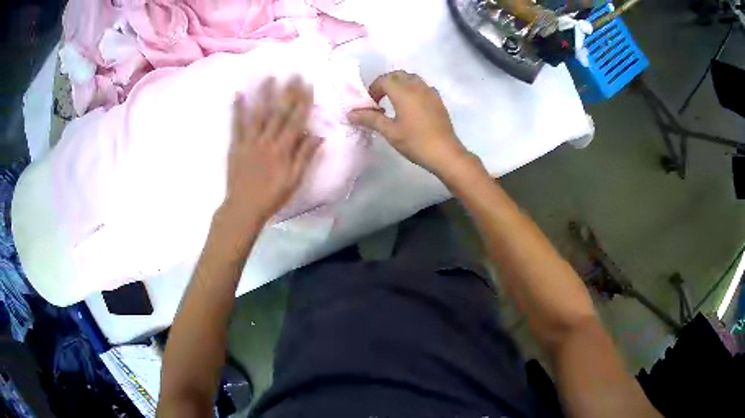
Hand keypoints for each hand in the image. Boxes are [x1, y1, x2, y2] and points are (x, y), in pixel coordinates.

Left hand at [223, 77, 319, 224]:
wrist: (243, 208)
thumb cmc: (272, 196)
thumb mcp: (294, 181)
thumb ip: (305, 157)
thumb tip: (318, 135)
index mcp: (283, 150)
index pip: (296, 120)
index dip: (303, 102)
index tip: (307, 85)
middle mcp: (267, 141)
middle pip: (279, 113)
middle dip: (287, 92)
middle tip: (293, 74)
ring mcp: (250, 142)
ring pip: (259, 114)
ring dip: (264, 94)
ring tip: (269, 77)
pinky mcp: (236, 146)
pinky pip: (237, 125)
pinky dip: (237, 109)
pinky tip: (238, 95)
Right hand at [347, 71, 473, 177]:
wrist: (445, 153)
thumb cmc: (415, 142)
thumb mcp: (390, 132)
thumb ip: (370, 119)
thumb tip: (351, 113)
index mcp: (404, 92)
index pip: (384, 80)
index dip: (374, 88)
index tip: (370, 104)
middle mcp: (417, 86)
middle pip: (398, 75)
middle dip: (386, 83)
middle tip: (379, 99)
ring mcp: (430, 92)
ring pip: (412, 79)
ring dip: (400, 84)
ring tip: (394, 102)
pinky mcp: (438, 100)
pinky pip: (422, 87)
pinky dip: (413, 90)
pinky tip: (411, 106)